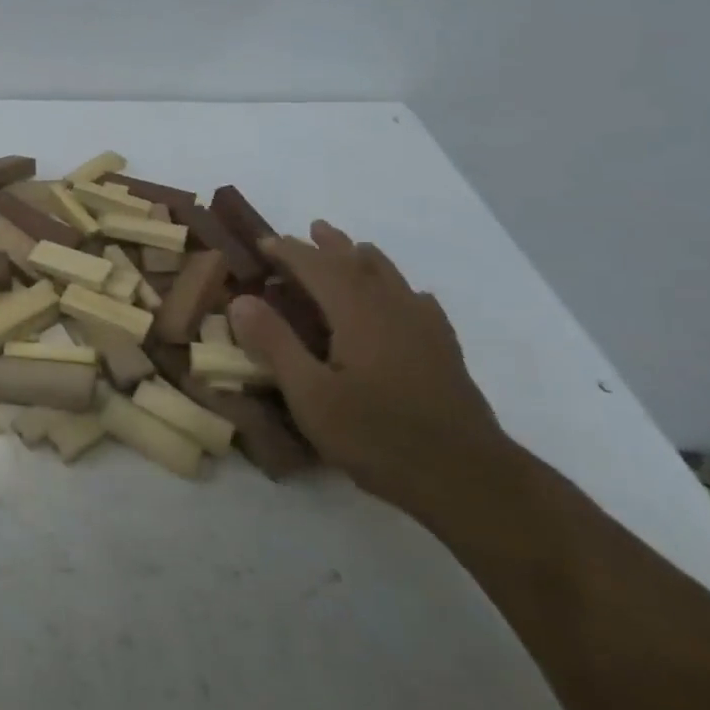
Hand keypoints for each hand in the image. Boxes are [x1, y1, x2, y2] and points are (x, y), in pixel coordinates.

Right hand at [228, 221, 511, 514]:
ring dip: (365, 258)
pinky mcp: (444, 352)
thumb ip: (275, 343)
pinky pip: (419, 303)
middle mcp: (393, 309)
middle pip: (358, 263)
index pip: (317, 267)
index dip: (289, 251)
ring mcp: (425, 329)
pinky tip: (407, 298)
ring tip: (352, 248)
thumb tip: (241, 299)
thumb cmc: (378, 437)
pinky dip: (402, 290)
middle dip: (330, 245)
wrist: (468, 480)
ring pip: (392, 278)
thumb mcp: (311, 395)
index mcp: (358, 313)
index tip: (262, 242)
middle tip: (309, 229)